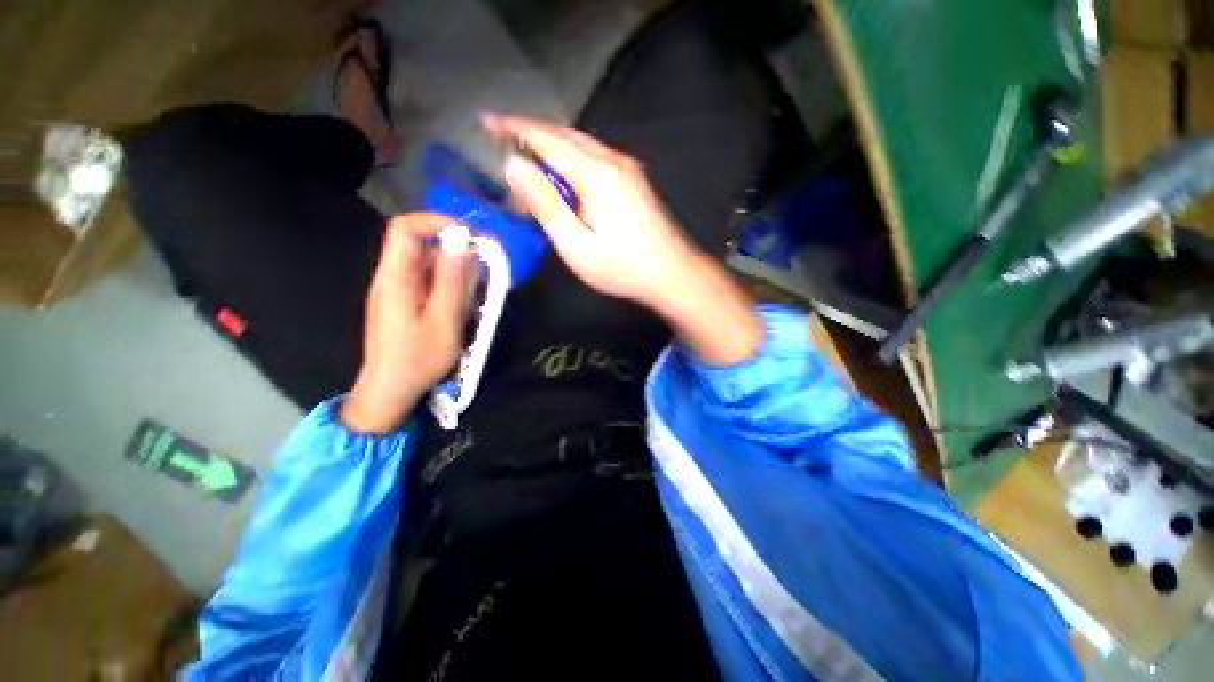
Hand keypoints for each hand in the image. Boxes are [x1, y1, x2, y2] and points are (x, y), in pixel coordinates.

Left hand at [341, 214, 472, 433]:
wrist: (390, 389)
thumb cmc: (418, 359)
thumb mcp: (443, 322)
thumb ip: (451, 283)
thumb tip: (462, 247)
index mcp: (395, 278)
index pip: (405, 229)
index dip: (435, 221)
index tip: (468, 235)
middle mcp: (390, 278)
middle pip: (416, 244)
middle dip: (451, 246)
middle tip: (481, 263)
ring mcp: (394, 291)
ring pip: (423, 263)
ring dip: (451, 266)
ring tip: (476, 285)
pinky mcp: (401, 303)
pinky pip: (424, 280)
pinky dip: (446, 281)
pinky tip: (461, 301)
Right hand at [485, 113, 762, 365]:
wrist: (672, 273)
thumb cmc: (622, 267)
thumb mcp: (576, 245)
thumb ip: (545, 204)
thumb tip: (514, 165)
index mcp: (596, 173)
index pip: (546, 139)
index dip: (514, 128)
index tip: (486, 122)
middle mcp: (613, 160)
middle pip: (565, 134)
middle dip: (530, 131)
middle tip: (500, 135)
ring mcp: (628, 169)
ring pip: (581, 144)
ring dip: (551, 144)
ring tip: (525, 153)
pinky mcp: (634, 181)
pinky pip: (595, 157)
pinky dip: (570, 157)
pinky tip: (562, 173)